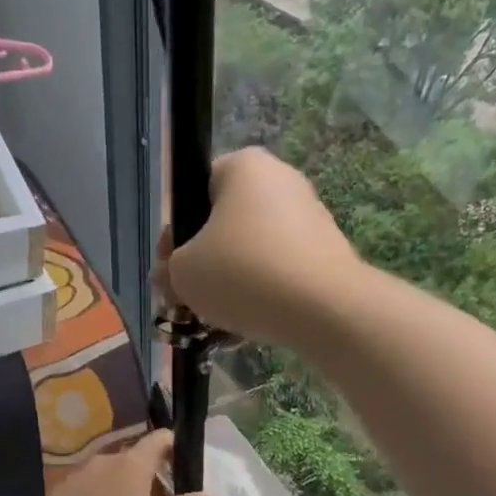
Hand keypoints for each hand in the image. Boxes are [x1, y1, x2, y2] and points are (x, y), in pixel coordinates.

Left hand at [24, 429, 212, 495]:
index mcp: (132, 464)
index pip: (159, 439)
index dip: (174, 446)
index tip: (184, 466)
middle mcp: (104, 461)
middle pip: (134, 456)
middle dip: (152, 472)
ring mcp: (78, 476)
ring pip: (111, 473)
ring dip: (126, 487)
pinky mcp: (60, 494)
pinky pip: (90, 488)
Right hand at [154, 147, 359, 344]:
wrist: (324, 307)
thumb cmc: (243, 272)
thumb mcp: (184, 273)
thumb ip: (168, 270)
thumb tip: (168, 276)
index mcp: (245, 166)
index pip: (195, 191)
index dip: (175, 234)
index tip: (170, 269)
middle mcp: (281, 180)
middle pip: (225, 224)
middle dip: (204, 264)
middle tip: (188, 299)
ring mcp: (309, 216)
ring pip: (252, 252)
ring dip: (230, 285)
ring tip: (215, 322)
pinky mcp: (327, 253)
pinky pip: (280, 272)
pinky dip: (261, 296)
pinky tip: (245, 330)